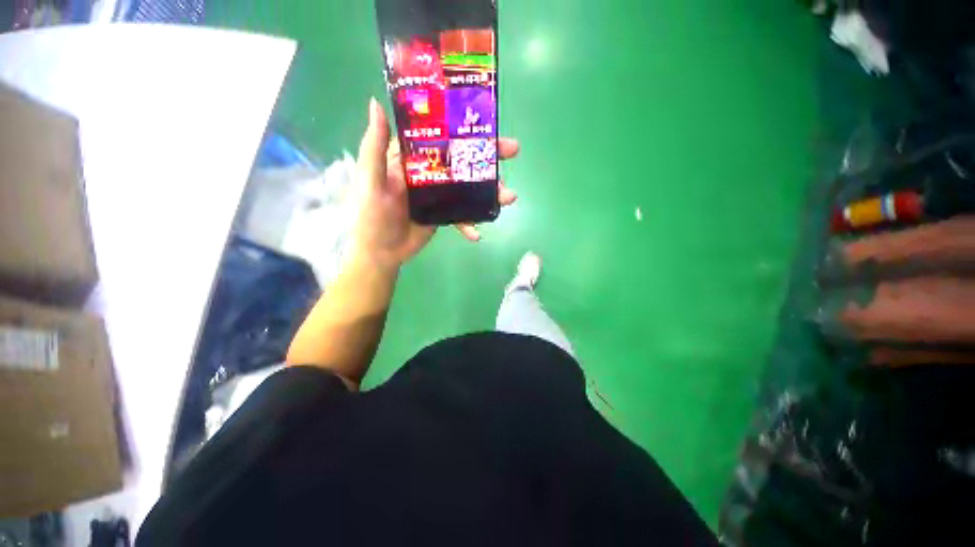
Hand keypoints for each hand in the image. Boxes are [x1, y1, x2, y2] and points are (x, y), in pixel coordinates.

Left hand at [351, 98, 518, 269]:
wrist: (381, 252)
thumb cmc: (371, 215)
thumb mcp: (371, 179)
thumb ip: (376, 146)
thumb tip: (377, 102)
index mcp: (412, 158)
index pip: (441, 136)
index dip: (463, 127)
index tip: (487, 121)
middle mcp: (429, 172)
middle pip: (462, 160)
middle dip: (489, 156)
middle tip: (513, 151)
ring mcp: (440, 195)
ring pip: (469, 188)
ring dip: (491, 192)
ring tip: (509, 197)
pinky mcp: (444, 214)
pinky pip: (463, 215)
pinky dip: (471, 224)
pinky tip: (477, 234)